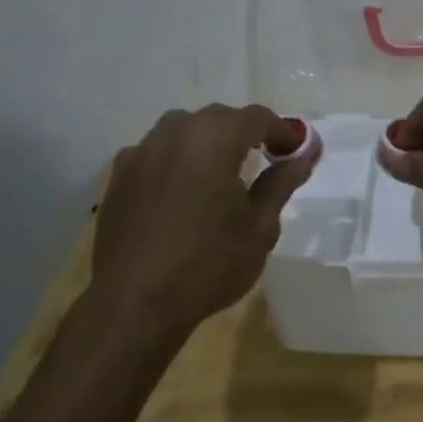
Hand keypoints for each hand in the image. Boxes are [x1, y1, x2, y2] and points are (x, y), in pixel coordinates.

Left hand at [91, 104, 315, 339]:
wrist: (135, 304)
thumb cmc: (209, 263)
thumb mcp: (260, 226)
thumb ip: (282, 182)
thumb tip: (304, 155)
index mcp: (213, 138)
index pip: (257, 117)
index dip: (283, 132)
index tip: (298, 153)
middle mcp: (174, 133)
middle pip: (219, 118)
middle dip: (246, 134)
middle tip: (267, 161)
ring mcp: (140, 153)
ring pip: (183, 131)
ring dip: (209, 143)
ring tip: (223, 174)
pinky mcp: (118, 177)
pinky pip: (157, 154)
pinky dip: (177, 161)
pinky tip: (183, 191)